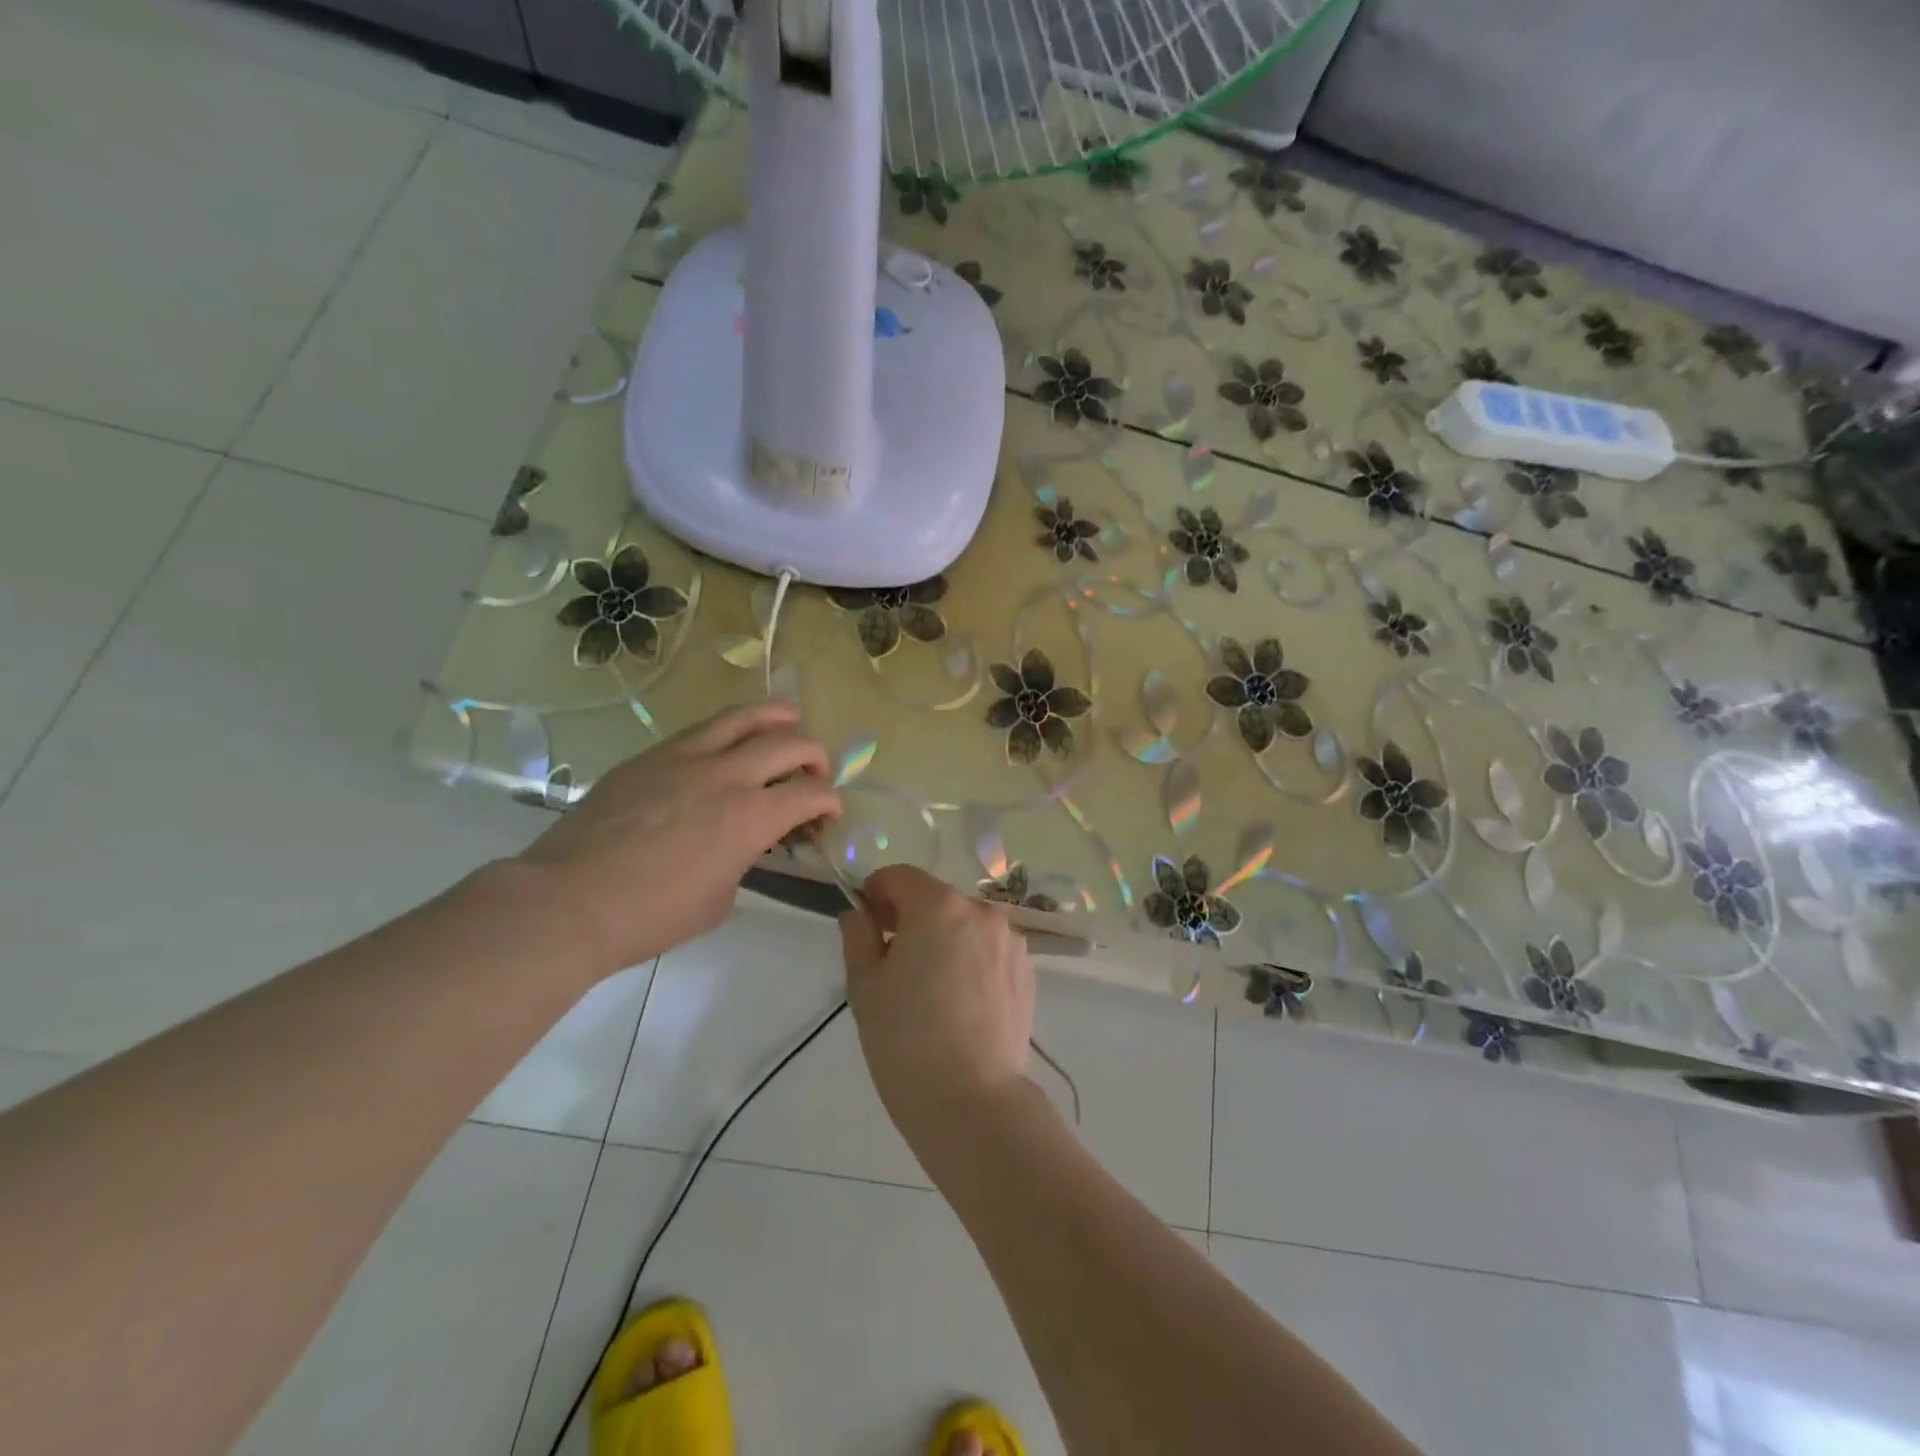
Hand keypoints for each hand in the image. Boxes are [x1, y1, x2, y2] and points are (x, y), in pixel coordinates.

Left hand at [513, 702, 839, 975]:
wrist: (568, 900)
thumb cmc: (649, 916)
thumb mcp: (718, 899)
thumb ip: (742, 860)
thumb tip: (742, 845)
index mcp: (750, 818)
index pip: (812, 793)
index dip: (830, 801)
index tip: (827, 814)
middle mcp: (726, 776)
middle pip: (790, 742)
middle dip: (815, 755)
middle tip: (813, 772)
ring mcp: (685, 757)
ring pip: (745, 715)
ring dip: (778, 717)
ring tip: (788, 723)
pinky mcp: (651, 755)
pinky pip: (702, 728)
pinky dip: (730, 730)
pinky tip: (728, 744)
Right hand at [839, 865, 1035, 1148]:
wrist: (972, 1102)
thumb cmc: (906, 1041)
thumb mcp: (865, 986)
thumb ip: (858, 936)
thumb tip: (858, 913)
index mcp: (938, 906)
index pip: (899, 876)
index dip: (876, 893)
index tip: (865, 924)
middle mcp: (981, 911)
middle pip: (935, 898)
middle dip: (910, 917)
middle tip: (891, 962)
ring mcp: (1010, 941)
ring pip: (964, 924)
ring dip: (943, 938)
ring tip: (929, 988)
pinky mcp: (1026, 971)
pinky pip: (988, 949)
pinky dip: (970, 959)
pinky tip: (959, 1002)